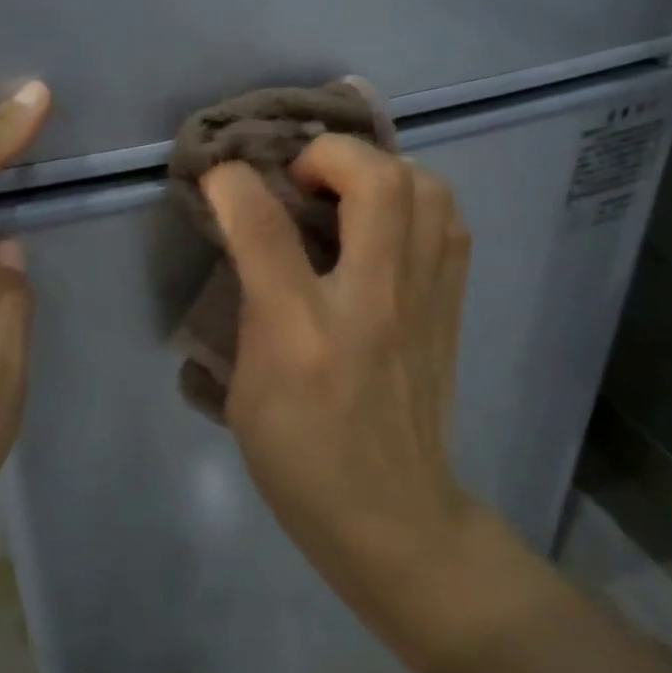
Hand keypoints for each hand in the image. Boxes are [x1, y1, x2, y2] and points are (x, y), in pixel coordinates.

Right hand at [202, 137, 475, 612]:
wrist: (395, 519)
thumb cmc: (301, 461)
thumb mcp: (245, 390)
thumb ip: (248, 307)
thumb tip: (251, 240)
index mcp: (302, 333)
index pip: (265, 227)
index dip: (233, 183)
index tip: (219, 174)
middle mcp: (371, 303)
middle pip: (375, 181)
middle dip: (329, 153)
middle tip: (300, 178)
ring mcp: (424, 302)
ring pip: (427, 189)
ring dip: (381, 170)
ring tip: (347, 192)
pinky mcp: (452, 308)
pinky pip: (450, 224)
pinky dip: (417, 201)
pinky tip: (387, 224)